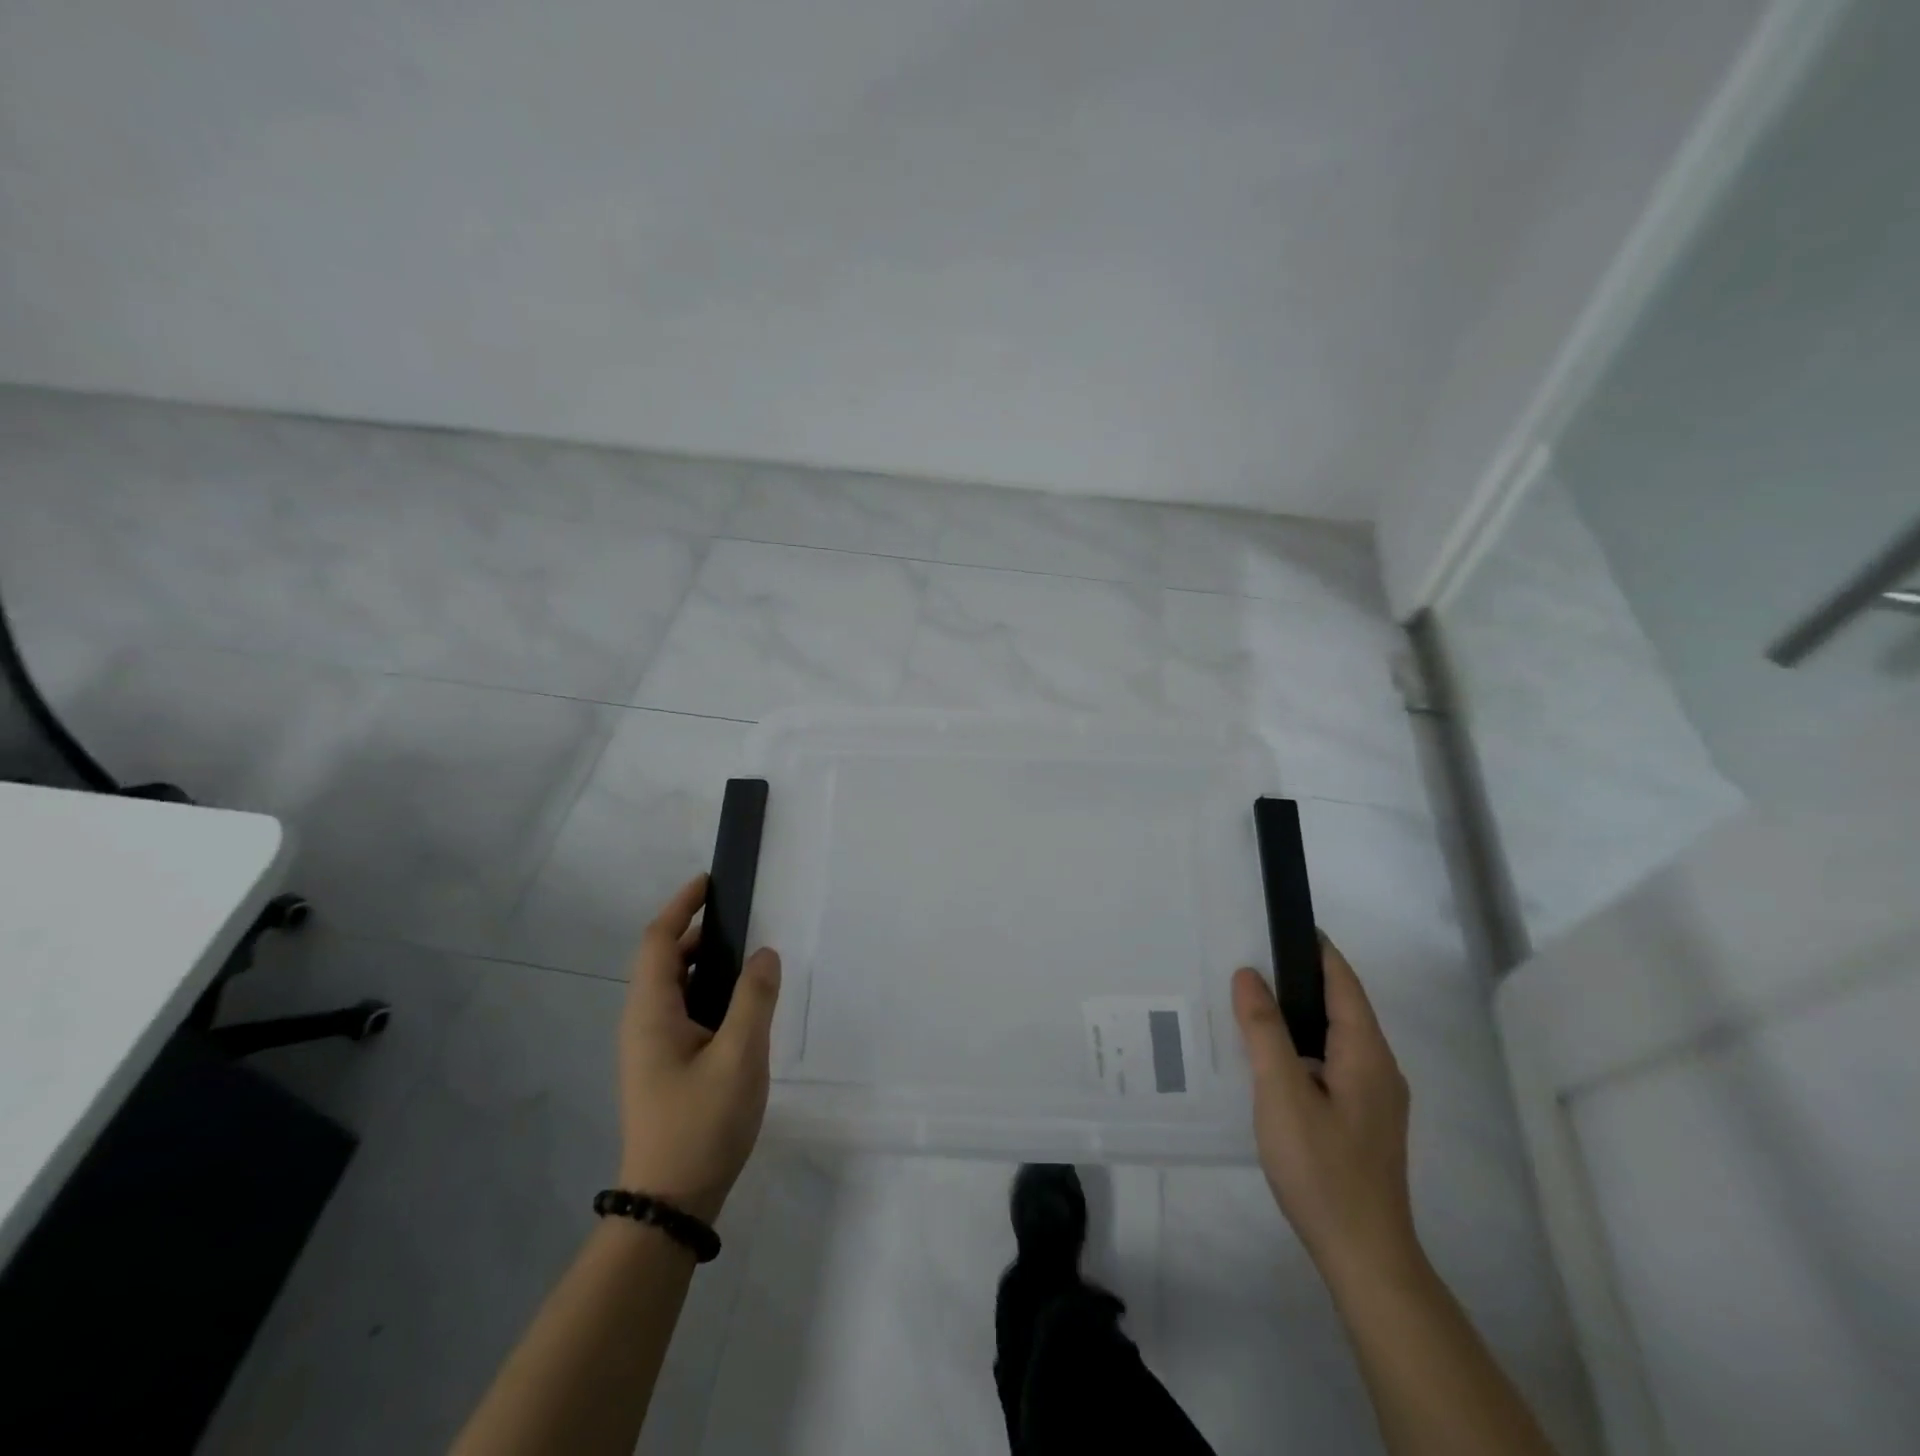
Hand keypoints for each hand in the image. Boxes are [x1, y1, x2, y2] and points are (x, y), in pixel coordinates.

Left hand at [616, 874, 781, 1224]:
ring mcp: (650, 1048)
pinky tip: (740, 1008)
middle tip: (742, 922)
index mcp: (651, 1013)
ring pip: (675, 988)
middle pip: (665, 960)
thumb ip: (755, 998)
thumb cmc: (702, 1124)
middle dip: (698, 932)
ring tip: (748, 961)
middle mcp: (643, 1023)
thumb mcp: (740, 1056)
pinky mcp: (664, 1067)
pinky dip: (708, 992)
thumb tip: (764, 954)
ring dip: (705, 964)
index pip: (659, 941)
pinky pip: (684, 1011)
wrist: (670, 1202)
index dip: (681, 905)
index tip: (709, 882)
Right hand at [1231, 939, 1419, 1287]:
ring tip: (1251, 1001)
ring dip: (1300, 1013)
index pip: (1343, 982)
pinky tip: (1270, 1058)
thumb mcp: (1282, 1093)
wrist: (1364, 1255)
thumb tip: (1248, 975)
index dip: (1315, 949)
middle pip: (1342, 1006)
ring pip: (1336, 1036)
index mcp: (1367, 1053)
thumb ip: (1264, 1031)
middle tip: (1250, 959)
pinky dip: (1302, 1044)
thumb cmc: (1322, 1168)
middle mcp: (1379, 1068)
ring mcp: (1375, 1098)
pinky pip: (1332, 1062)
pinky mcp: (1363, 1121)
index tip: (1280, 923)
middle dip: (1301, 977)